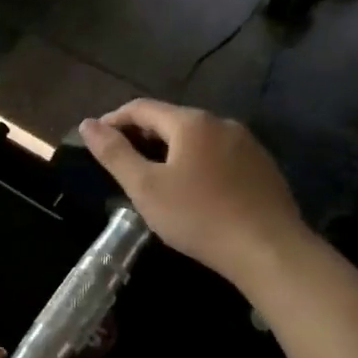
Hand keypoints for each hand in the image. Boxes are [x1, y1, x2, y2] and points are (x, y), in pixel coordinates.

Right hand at [78, 100, 309, 288]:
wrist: (269, 250)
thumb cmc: (199, 217)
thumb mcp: (145, 188)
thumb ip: (114, 153)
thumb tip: (87, 124)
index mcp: (191, 123)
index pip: (142, 107)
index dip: (114, 119)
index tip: (96, 138)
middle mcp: (221, 123)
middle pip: (171, 120)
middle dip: (142, 136)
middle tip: (122, 163)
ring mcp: (247, 144)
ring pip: (197, 139)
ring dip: (171, 151)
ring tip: (155, 178)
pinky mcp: (263, 167)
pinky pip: (219, 155)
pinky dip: (197, 164)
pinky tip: (194, 191)